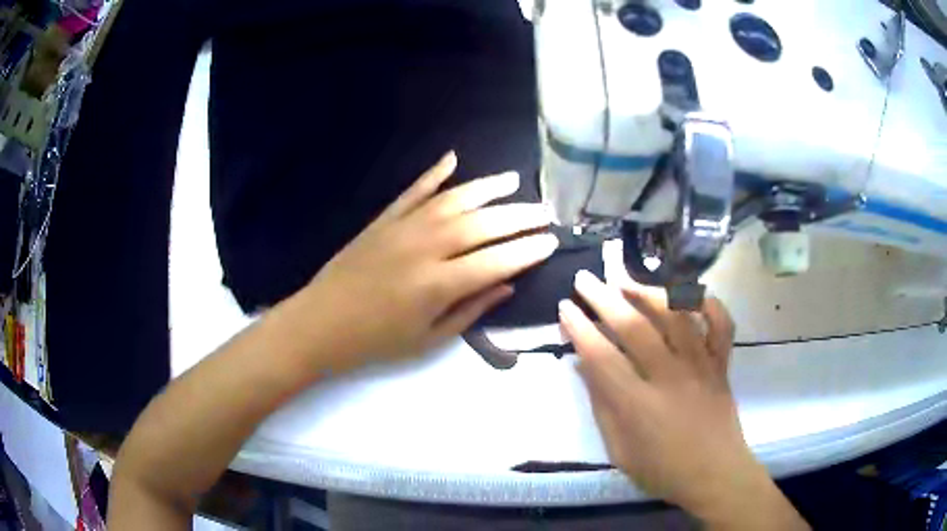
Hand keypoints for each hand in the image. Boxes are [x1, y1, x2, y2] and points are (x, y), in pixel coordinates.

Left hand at [301, 151, 557, 364]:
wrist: (321, 323)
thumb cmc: (376, 341)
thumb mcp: (429, 339)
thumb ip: (471, 310)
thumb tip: (507, 285)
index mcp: (438, 285)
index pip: (496, 260)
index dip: (527, 251)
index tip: (551, 241)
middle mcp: (425, 247)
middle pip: (482, 224)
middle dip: (519, 216)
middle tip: (544, 212)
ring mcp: (402, 227)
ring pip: (453, 199)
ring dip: (486, 188)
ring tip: (513, 180)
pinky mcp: (384, 219)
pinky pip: (414, 191)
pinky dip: (434, 174)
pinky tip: (452, 159)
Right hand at [560, 271, 807, 529]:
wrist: (715, 475)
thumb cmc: (662, 471)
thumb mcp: (619, 451)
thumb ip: (602, 407)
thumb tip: (583, 366)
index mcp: (639, 406)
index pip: (602, 357)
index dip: (580, 329)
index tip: (564, 308)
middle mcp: (670, 377)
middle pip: (634, 328)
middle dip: (604, 299)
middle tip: (584, 279)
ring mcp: (700, 366)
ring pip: (676, 316)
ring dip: (648, 292)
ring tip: (626, 281)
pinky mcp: (721, 364)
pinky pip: (721, 324)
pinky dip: (707, 303)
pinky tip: (687, 296)